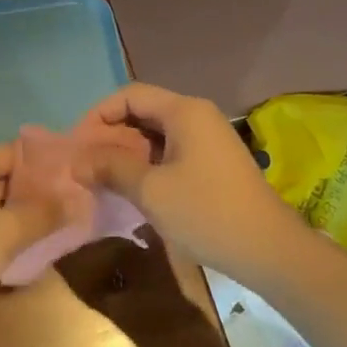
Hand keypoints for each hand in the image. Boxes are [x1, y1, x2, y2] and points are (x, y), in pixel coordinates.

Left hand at [0, 143, 67, 332]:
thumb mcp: (9, 231)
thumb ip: (45, 213)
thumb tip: (78, 199)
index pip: (14, 151)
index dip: (46, 161)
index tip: (75, 176)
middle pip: (5, 176)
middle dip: (37, 190)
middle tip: (73, 203)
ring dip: (22, 213)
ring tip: (57, 225)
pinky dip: (5, 229)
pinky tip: (26, 245)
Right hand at [76, 83, 307, 282]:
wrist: (269, 250)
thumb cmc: (207, 212)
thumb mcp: (150, 190)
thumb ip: (110, 167)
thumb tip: (76, 160)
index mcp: (184, 111)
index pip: (129, 96)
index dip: (98, 115)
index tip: (77, 145)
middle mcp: (196, 116)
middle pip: (142, 112)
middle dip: (109, 135)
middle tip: (84, 164)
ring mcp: (207, 140)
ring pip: (154, 135)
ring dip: (126, 152)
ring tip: (101, 178)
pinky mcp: (212, 164)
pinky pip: (169, 152)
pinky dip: (145, 164)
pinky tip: (130, 188)